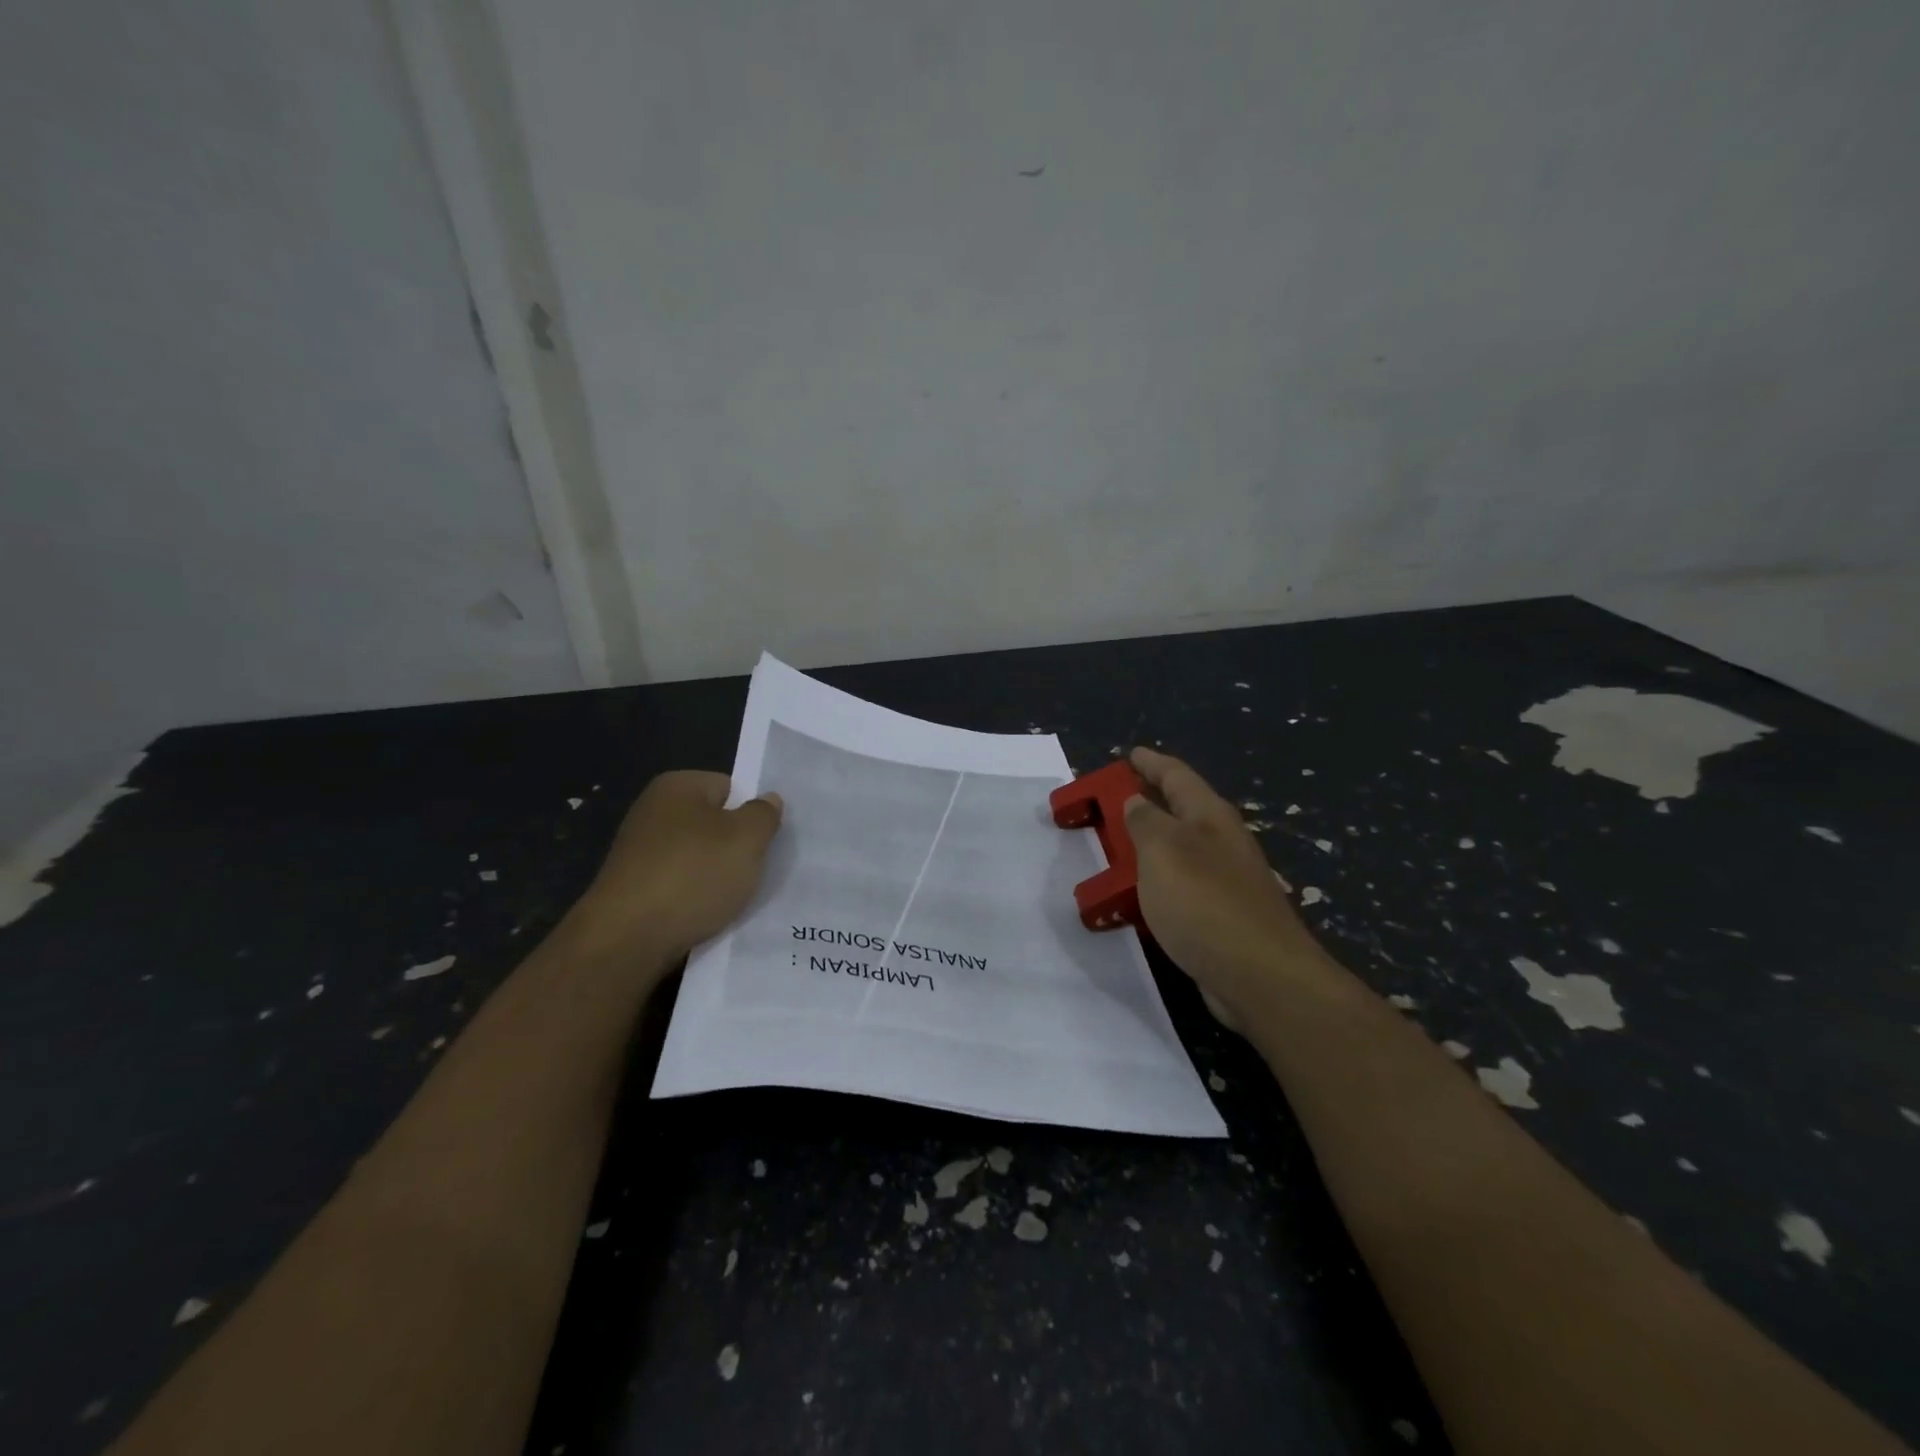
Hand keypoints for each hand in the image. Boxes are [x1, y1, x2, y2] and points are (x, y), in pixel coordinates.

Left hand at [569, 771, 782, 963]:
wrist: (628, 939)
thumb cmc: (693, 874)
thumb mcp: (747, 838)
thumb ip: (764, 814)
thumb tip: (767, 800)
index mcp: (676, 786)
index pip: (729, 787)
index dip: (751, 813)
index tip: (765, 841)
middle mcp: (652, 812)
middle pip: (713, 823)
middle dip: (735, 846)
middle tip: (755, 869)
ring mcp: (639, 852)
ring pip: (698, 858)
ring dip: (718, 876)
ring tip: (734, 898)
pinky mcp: (634, 889)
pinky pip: (680, 886)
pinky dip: (696, 898)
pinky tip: (708, 916)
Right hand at [1123, 747, 1323, 1026]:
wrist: (1260, 977)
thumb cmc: (1206, 902)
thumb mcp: (1163, 850)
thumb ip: (1145, 821)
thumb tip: (1138, 801)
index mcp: (1210, 817)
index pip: (1177, 776)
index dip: (1151, 763)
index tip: (1129, 754)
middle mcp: (1222, 842)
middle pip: (1182, 810)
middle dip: (1149, 801)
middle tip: (1113, 800)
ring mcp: (1227, 881)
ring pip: (1180, 850)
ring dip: (1150, 844)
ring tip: (1117, 847)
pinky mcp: (1223, 917)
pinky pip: (1181, 887)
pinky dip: (1156, 882)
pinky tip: (1140, 896)